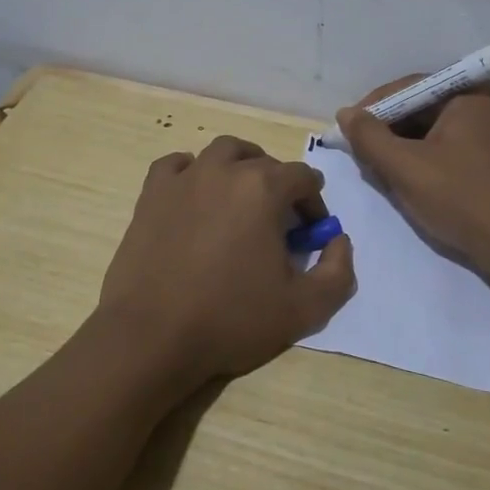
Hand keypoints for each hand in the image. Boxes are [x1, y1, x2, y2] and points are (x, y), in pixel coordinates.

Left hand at [97, 135, 355, 387]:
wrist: (152, 336)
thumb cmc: (231, 319)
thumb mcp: (304, 308)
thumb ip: (338, 272)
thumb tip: (338, 241)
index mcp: (264, 188)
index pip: (303, 178)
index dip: (314, 205)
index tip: (309, 236)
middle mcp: (225, 170)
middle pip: (264, 161)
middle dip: (279, 186)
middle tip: (277, 224)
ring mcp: (184, 178)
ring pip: (222, 152)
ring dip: (240, 167)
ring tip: (240, 200)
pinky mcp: (152, 194)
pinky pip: (177, 165)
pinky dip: (192, 172)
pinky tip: (195, 196)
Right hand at [335, 79, 489, 277]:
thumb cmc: (460, 198)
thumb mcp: (405, 167)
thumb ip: (369, 137)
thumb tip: (345, 113)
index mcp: (468, 94)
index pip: (408, 87)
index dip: (373, 107)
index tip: (347, 130)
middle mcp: (481, 104)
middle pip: (419, 107)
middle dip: (387, 129)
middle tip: (360, 153)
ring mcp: (488, 132)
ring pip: (429, 129)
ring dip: (401, 146)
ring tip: (378, 169)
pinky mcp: (487, 157)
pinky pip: (444, 146)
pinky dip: (420, 158)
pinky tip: (404, 179)